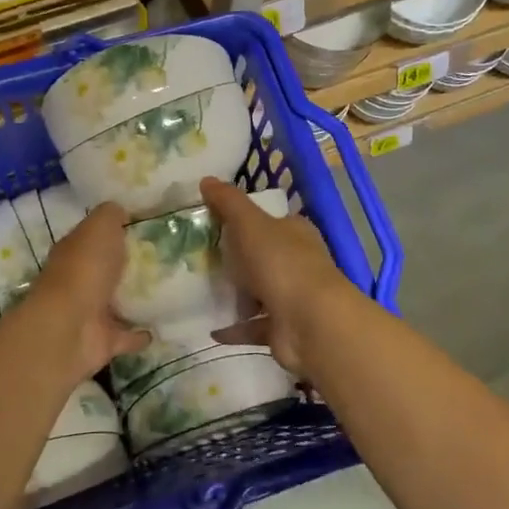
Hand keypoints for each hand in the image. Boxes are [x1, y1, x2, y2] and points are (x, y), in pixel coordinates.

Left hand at [28, 202, 150, 383]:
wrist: (70, 328)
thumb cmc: (85, 269)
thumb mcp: (100, 227)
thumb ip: (111, 215)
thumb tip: (121, 210)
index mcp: (74, 250)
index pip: (94, 236)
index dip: (115, 229)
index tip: (145, 224)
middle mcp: (79, 280)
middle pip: (106, 269)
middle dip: (127, 263)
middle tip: (165, 256)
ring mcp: (90, 313)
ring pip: (116, 302)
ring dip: (135, 298)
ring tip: (168, 289)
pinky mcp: (104, 341)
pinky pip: (127, 335)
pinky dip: (140, 334)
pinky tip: (161, 327)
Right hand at [201, 178, 353, 375]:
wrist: (309, 323)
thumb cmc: (281, 263)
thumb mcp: (250, 223)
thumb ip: (228, 202)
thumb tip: (206, 179)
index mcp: (295, 233)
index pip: (270, 221)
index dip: (244, 220)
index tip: (213, 223)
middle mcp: (297, 263)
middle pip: (262, 257)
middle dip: (236, 259)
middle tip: (198, 258)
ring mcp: (292, 298)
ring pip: (258, 293)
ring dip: (234, 295)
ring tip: (198, 291)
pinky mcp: (283, 329)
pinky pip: (253, 326)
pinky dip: (234, 327)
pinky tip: (209, 327)